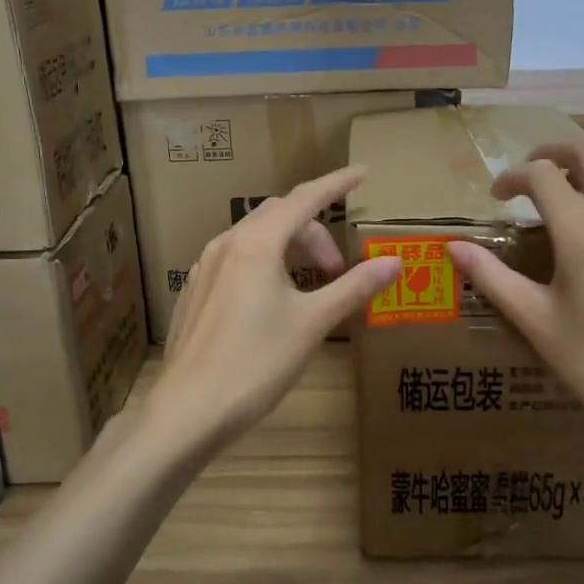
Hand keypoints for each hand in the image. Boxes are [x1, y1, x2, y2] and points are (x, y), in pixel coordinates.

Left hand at [147, 166, 401, 452]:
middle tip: (339, 269)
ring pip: (256, 237)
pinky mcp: (196, 291)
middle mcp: (227, 244)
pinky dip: (266, 264)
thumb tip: (395, 262)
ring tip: (311, 287)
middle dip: (315, 232)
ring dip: (290, 248)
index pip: (306, 198)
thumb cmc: (256, 363)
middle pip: (280, 216)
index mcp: (256, 243)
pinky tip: (274, 302)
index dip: (337, 184)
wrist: (189, 409)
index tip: (363, 173)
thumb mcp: (313, 323)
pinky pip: (237, 259)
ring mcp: (205, 267)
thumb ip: (354, 287)